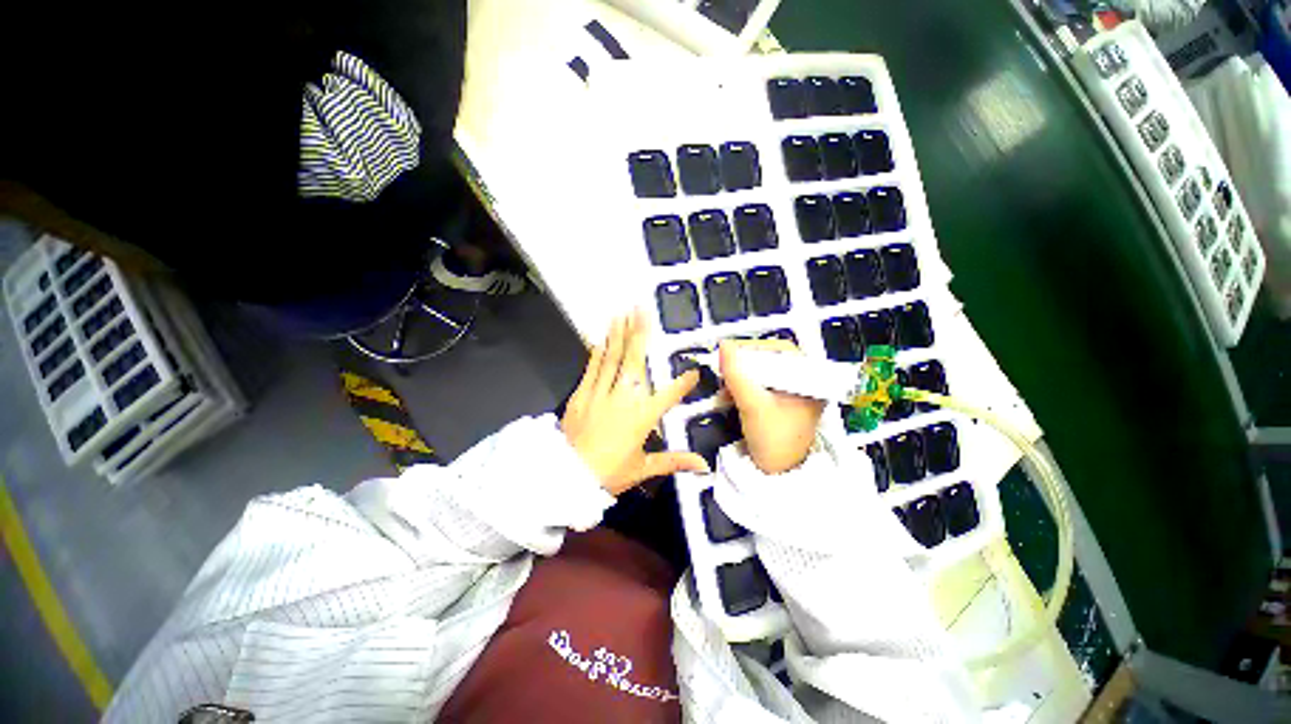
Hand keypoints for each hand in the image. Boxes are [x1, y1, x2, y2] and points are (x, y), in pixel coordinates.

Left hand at [562, 311, 709, 494]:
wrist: (569, 476)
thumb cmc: (609, 473)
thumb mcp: (644, 468)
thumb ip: (674, 461)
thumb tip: (704, 466)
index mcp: (643, 417)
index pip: (669, 395)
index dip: (683, 383)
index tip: (694, 371)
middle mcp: (624, 398)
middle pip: (635, 361)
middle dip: (640, 333)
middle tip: (641, 309)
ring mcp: (600, 393)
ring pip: (612, 358)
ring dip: (618, 335)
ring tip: (622, 313)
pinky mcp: (581, 394)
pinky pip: (591, 369)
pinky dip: (597, 353)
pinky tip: (601, 338)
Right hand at [719, 339, 825, 474]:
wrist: (777, 476)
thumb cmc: (774, 442)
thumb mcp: (753, 405)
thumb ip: (737, 374)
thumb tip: (723, 346)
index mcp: (810, 380)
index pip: (780, 350)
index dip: (753, 348)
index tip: (730, 353)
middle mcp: (804, 382)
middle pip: (770, 360)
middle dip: (744, 364)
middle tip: (726, 370)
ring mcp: (792, 393)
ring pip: (763, 372)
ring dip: (742, 375)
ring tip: (727, 384)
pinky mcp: (780, 403)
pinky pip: (760, 384)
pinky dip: (745, 386)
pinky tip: (732, 393)